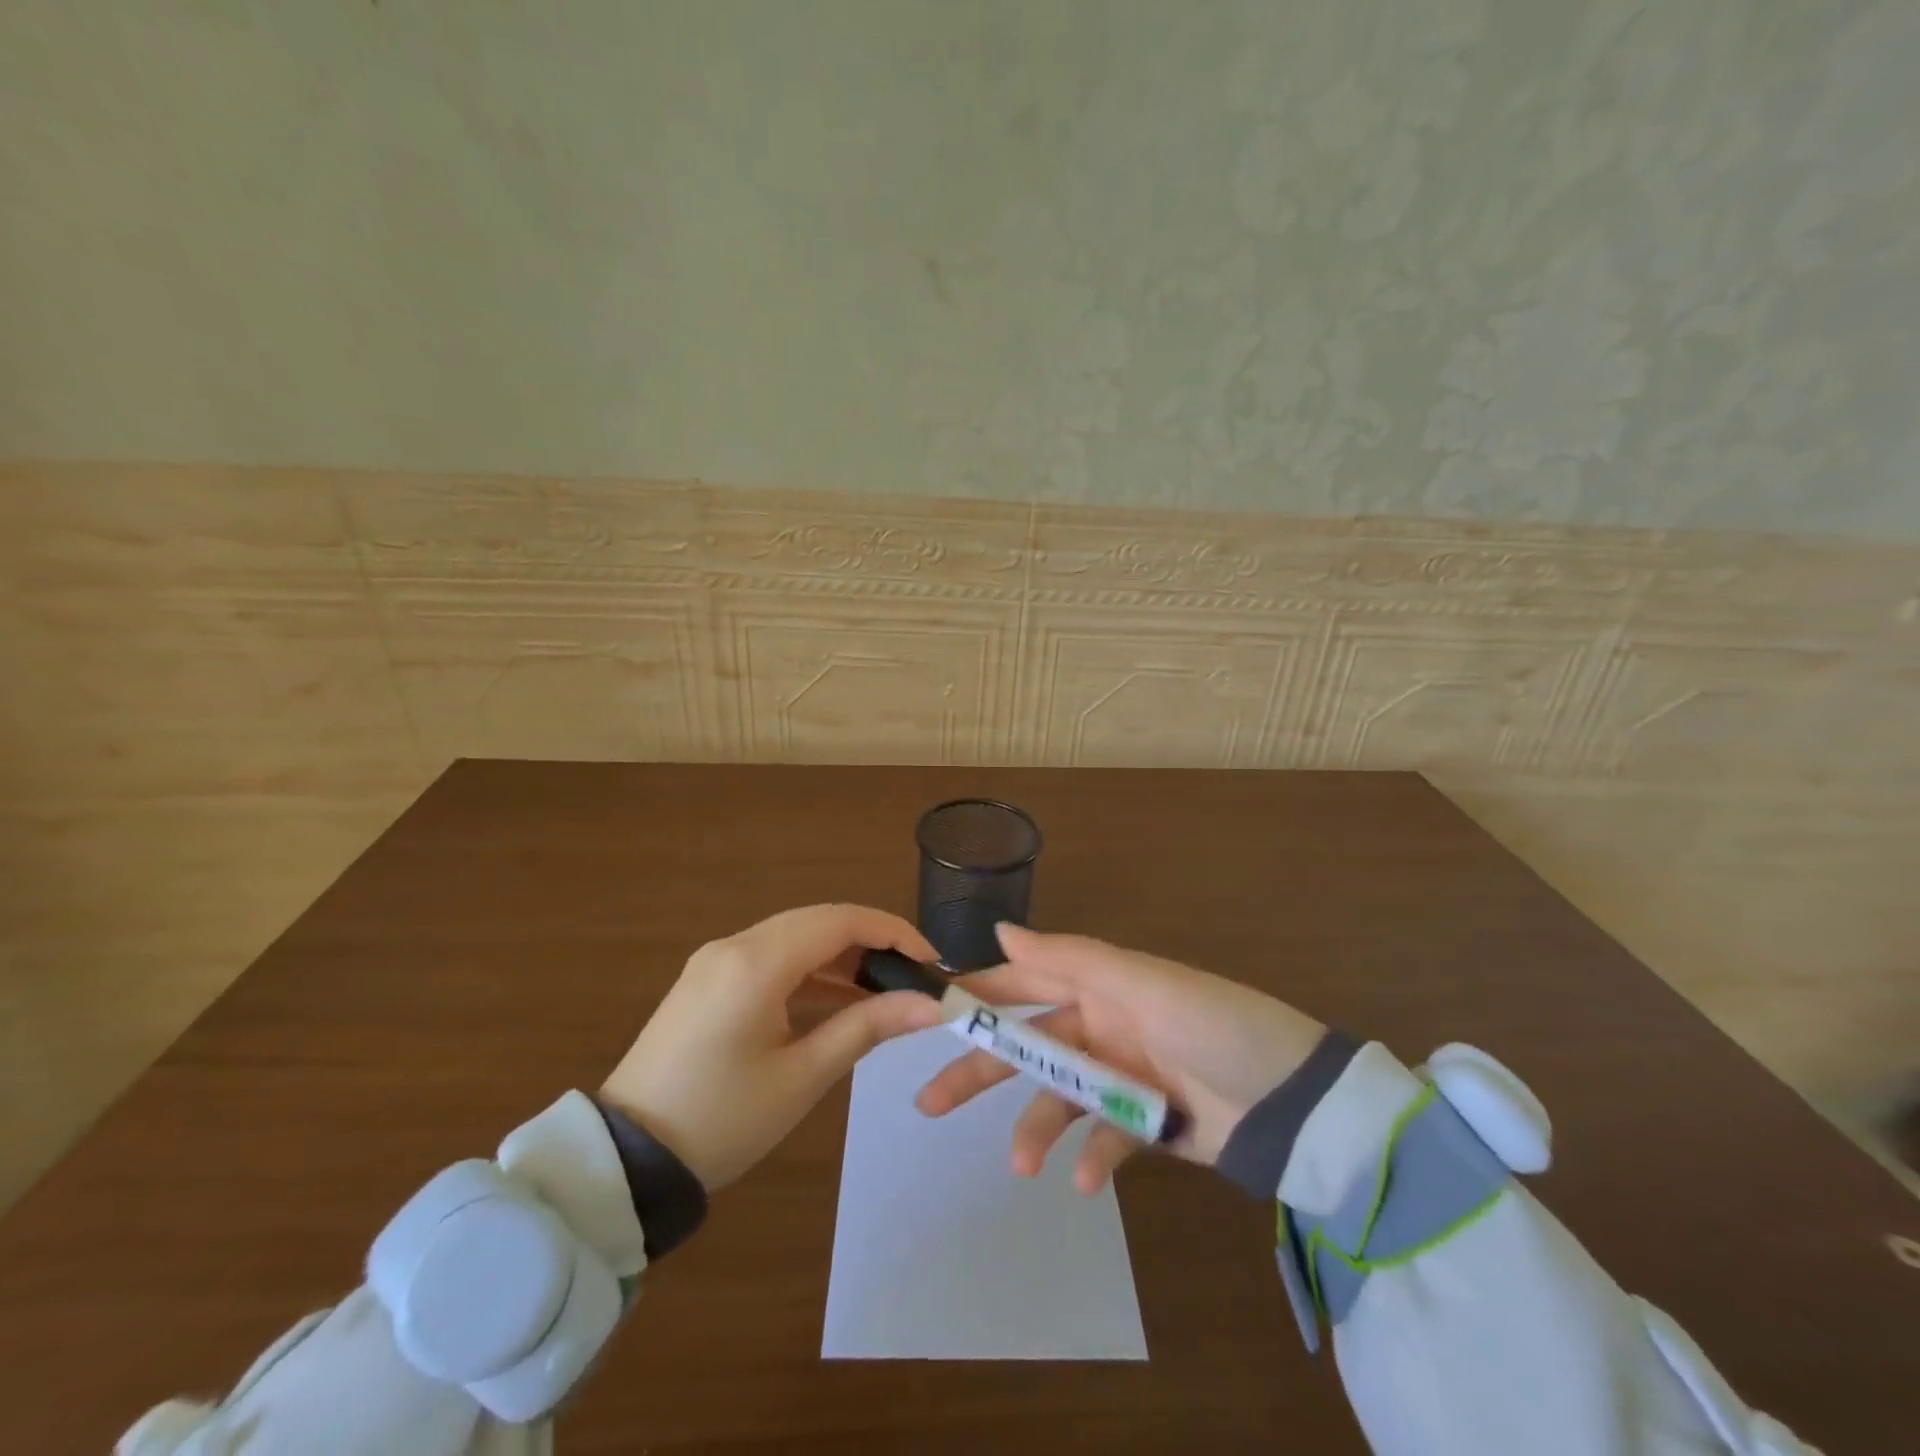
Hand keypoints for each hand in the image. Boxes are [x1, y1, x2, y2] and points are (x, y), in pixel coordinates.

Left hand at [601, 904, 944, 1188]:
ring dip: (840, 955)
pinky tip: (837, 999)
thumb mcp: (802, 1076)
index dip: (892, 932)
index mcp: (755, 963)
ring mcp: (716, 960)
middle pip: (818, 921)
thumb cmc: (722, 1121)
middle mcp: (734, 945)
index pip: (840, 920)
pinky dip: (809, 970)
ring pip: (795, 936)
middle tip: (911, 974)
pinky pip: (771, 957)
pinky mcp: (707, 980)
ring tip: (883, 990)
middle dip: (870, 940)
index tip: (929, 960)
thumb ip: (867, 1027)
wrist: (626, 1162)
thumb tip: (930, 1005)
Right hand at [916, 923, 1324, 1194]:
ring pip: (1058, 1098)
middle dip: (981, 1070)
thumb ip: (1070, 958)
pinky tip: (1088, 1181)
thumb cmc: (1214, 1026)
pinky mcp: (1146, 1123)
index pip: (1026, 982)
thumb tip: (1001, 930)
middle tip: (929, 1103)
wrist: (1296, 1102)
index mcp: (1100, 984)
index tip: (930, 1013)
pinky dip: (1092, 1158)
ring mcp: (1123, 1075)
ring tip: (1022, 1166)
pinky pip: (1104, 1138)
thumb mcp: (1143, 984)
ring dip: (1035, 1128)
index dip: (980, 995)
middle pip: (1029, 1045)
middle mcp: (1104, 1024)